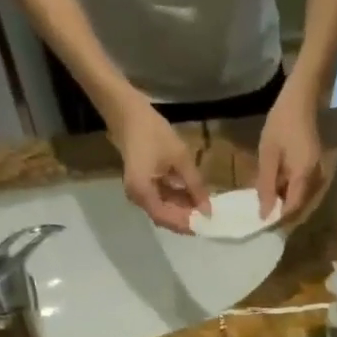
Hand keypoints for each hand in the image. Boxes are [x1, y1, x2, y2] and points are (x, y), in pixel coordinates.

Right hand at [108, 95, 210, 232]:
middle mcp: (137, 197)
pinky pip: (160, 198)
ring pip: (163, 208)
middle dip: (186, 218)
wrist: (128, 112)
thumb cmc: (153, 132)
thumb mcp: (180, 158)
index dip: (186, 224)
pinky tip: (192, 195)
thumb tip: (208, 210)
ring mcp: (138, 191)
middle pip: (164, 217)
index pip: (165, 218)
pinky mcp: (142, 185)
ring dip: (183, 209)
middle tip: (208, 216)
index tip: (205, 224)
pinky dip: (176, 199)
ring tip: (204, 206)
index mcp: (142, 191)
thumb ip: (195, 186)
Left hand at [256, 88, 326, 224]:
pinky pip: (304, 188)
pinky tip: (276, 187)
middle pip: (300, 207)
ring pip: (302, 199)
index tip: (261, 221)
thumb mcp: (268, 154)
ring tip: (266, 202)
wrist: (301, 99)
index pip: (293, 208)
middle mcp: (317, 179)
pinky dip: (290, 192)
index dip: (278, 218)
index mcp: (305, 176)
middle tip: (261, 213)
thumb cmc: (281, 123)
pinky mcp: (317, 169)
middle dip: (281, 213)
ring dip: (285, 203)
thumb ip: (266, 185)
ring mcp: (319, 174)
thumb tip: (264, 214)